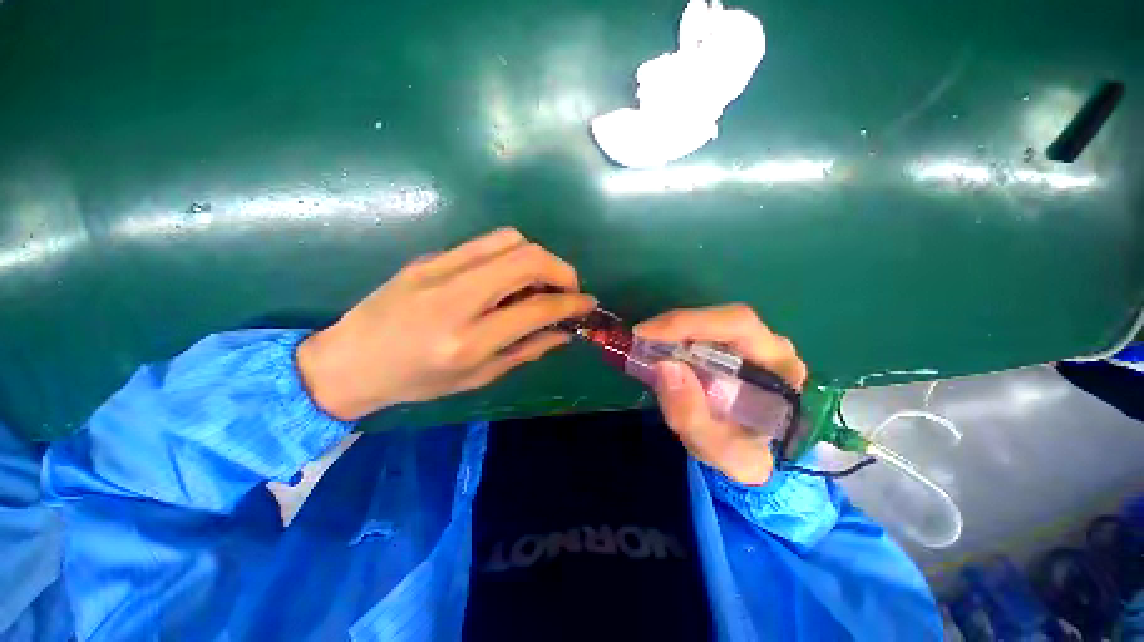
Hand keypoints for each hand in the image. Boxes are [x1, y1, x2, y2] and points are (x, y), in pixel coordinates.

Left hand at [297, 228, 595, 420]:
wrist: (347, 360)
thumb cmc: (414, 382)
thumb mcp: (476, 378)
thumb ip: (525, 351)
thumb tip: (563, 332)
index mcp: (467, 341)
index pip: (535, 309)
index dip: (571, 303)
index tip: (588, 304)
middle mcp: (455, 298)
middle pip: (526, 258)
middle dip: (561, 269)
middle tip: (568, 288)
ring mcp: (439, 269)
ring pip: (509, 240)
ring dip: (538, 257)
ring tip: (541, 281)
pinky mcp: (430, 257)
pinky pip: (485, 243)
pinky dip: (511, 254)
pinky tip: (509, 277)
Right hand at [634, 304, 806, 484]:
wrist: (751, 456)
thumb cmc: (742, 455)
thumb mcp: (717, 450)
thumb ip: (692, 416)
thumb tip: (665, 365)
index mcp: (780, 369)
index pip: (738, 325)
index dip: (690, 322)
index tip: (647, 334)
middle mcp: (771, 347)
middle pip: (721, 318)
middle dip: (676, 325)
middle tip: (640, 339)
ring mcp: (752, 343)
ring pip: (709, 321)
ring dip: (673, 331)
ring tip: (646, 347)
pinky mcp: (733, 346)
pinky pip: (702, 331)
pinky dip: (675, 337)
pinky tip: (658, 349)